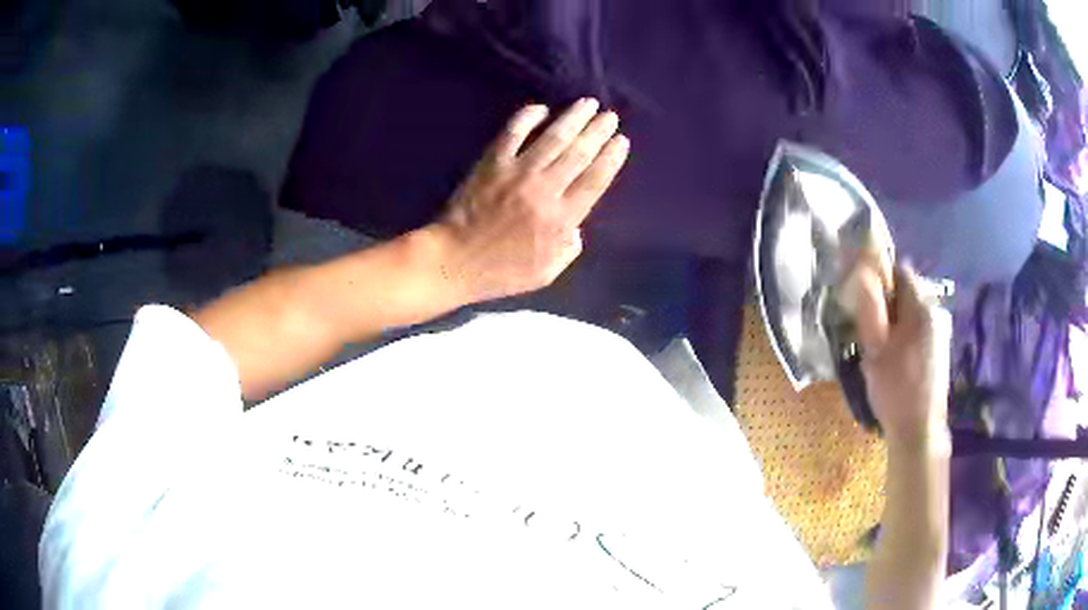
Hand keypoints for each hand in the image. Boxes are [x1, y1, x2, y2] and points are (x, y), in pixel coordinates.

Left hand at [427, 99, 629, 304]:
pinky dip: (528, 117)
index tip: (621, 141)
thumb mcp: (546, 272)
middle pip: (579, 153)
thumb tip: (577, 226)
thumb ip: (569, 249)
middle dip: (598, 131)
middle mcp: (545, 189)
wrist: (454, 260)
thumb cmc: (501, 272)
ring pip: (553, 137)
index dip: (611, 158)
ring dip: (573, 118)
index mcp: (561, 218)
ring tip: (588, 103)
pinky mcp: (492, 162)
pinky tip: (541, 108)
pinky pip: (513, 132)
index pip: (595, 180)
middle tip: (609, 116)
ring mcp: (517, 172)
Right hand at [855, 264, 952, 448]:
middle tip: (871, 330)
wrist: (920, 430)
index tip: (866, 302)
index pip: (900, 271)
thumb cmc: (895, 389)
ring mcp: (942, 329)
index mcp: (921, 307)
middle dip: (889, 302)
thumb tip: (862, 271)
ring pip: (914, 310)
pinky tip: (899, 358)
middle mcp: (936, 311)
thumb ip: (869, 307)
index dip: (880, 279)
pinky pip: (921, 326)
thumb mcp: (875, 348)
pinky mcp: (942, 347)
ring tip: (883, 348)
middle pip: (908, 290)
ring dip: (898, 319)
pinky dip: (908, 333)